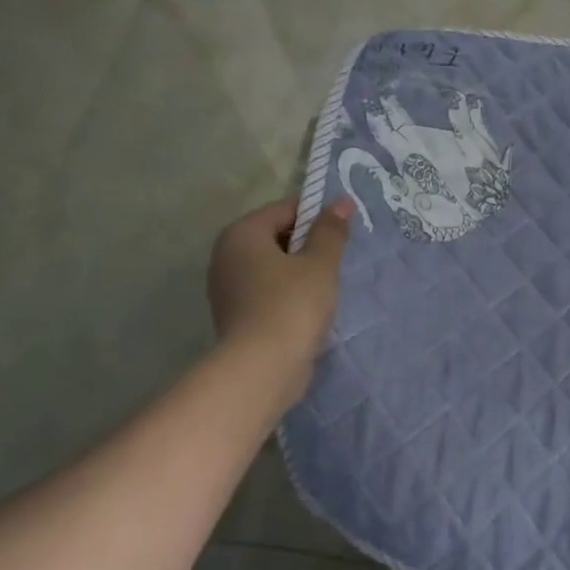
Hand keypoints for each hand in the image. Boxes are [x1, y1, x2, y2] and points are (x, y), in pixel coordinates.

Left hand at [207, 197, 352, 405]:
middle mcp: (226, 255)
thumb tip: (341, 202)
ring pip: (273, 265)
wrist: (263, 368)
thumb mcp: (320, 263)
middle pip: (276, 236)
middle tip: (337, 260)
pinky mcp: (235, 314)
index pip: (285, 209)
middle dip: (308, 244)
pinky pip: (267, 290)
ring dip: (300, 271)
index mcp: (242, 233)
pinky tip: (310, 307)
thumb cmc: (292, 304)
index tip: (343, 233)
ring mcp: (227, 287)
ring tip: (327, 285)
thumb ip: (331, 231)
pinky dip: (288, 293)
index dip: (318, 216)